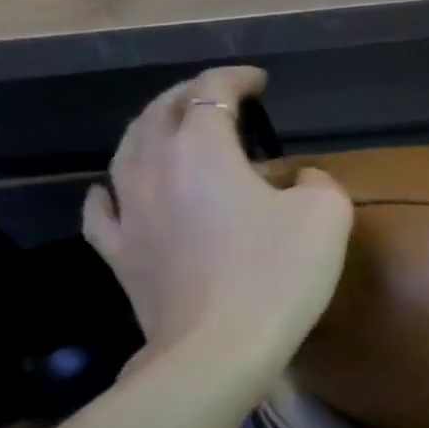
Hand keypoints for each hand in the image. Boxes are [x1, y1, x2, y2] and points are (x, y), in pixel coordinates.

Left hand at [84, 66, 351, 367]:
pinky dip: (111, 190)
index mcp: (202, 148)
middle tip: (216, 95)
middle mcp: (154, 167)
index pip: (213, 90)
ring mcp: (129, 212)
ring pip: (127, 151)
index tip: (259, 82)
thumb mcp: (326, 216)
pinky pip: (102, 210)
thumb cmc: (277, 275)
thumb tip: (299, 181)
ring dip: (151, 130)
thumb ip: (317, 183)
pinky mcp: (120, 255)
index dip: (236, 78)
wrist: (218, 350)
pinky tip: (112, 190)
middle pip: (161, 112)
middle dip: (188, 94)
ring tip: (168, 129)